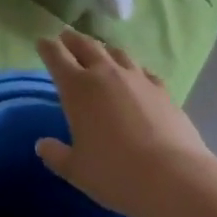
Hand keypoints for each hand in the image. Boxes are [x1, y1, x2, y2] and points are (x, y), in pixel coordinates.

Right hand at [34, 30, 212, 216]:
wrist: (174, 179)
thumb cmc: (116, 174)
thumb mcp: (77, 170)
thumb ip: (56, 155)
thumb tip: (42, 145)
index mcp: (77, 88)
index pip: (56, 56)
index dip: (47, 47)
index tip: (42, 42)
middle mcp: (105, 74)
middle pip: (85, 45)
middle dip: (73, 39)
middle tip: (66, 37)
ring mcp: (137, 79)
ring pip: (116, 52)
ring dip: (104, 50)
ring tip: (100, 53)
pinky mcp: (162, 90)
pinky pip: (143, 70)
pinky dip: (134, 69)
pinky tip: (136, 76)